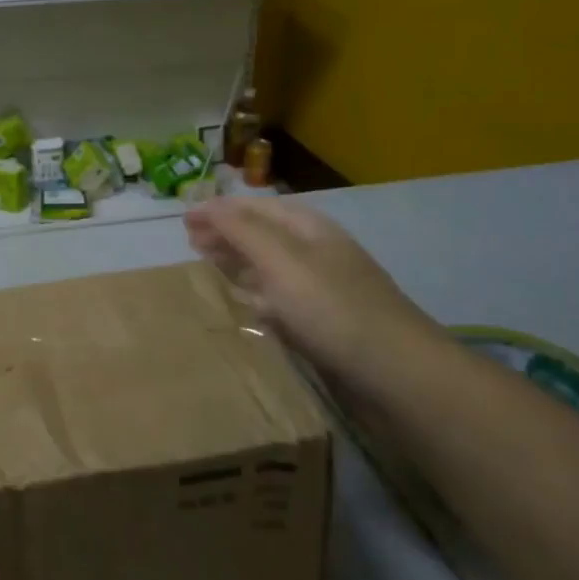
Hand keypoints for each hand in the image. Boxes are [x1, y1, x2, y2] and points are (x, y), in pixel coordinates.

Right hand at [184, 198, 438, 380]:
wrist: (396, 374)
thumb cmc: (332, 308)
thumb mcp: (282, 260)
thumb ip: (242, 231)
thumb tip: (207, 205)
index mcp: (308, 228)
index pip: (255, 207)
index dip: (218, 209)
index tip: (183, 218)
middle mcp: (315, 252)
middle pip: (262, 234)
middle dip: (226, 234)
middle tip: (190, 243)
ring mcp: (321, 289)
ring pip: (269, 267)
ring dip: (237, 263)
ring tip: (207, 267)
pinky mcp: (322, 324)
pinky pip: (279, 300)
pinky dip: (255, 295)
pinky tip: (241, 305)